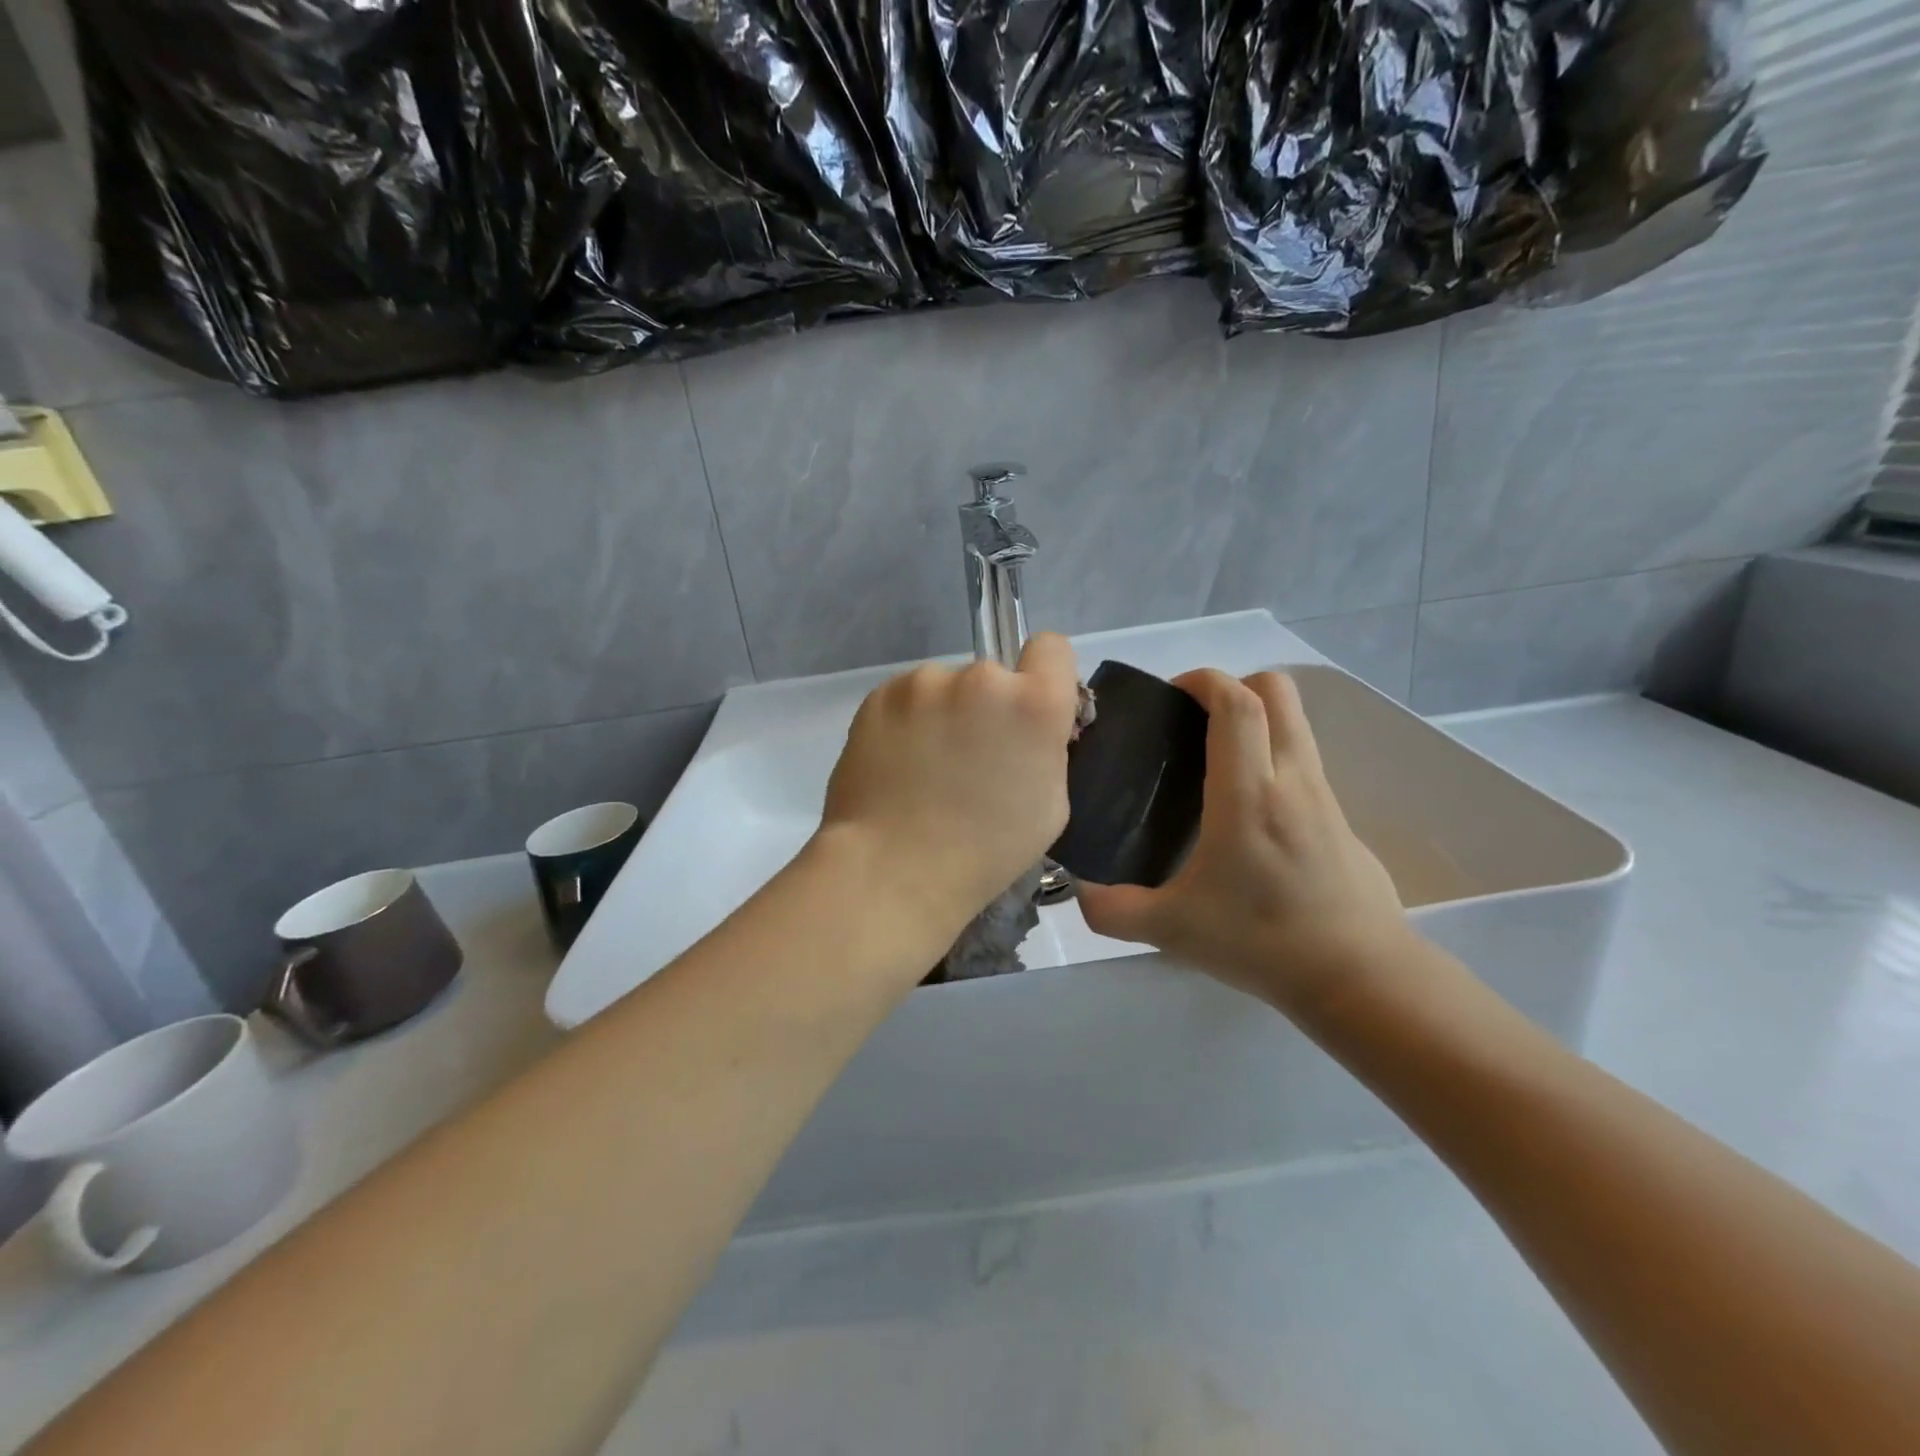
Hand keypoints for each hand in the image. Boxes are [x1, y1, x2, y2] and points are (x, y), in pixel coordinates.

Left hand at [818, 633, 1081, 938]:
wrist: (894, 868)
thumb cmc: (985, 851)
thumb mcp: (1051, 804)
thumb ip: (1047, 747)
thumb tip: (1029, 727)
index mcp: (1034, 703)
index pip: (1051, 647)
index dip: (1045, 676)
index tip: (1029, 710)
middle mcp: (981, 677)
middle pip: (993, 675)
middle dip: (988, 706)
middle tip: (969, 757)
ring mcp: (924, 683)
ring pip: (945, 687)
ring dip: (944, 712)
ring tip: (925, 766)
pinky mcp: (879, 695)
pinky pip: (906, 698)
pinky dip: (907, 721)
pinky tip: (897, 763)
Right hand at [1076, 669, 1409, 1012]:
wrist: (1361, 977)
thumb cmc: (1263, 941)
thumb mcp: (1172, 930)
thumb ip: (1113, 910)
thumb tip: (1078, 890)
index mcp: (1248, 794)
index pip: (1237, 703)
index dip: (1204, 679)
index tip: (1171, 693)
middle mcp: (1291, 779)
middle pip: (1276, 691)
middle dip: (1233, 685)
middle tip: (1192, 720)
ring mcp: (1324, 795)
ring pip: (1295, 722)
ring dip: (1255, 719)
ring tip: (1213, 760)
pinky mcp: (1342, 818)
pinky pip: (1303, 760)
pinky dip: (1273, 756)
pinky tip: (1248, 809)